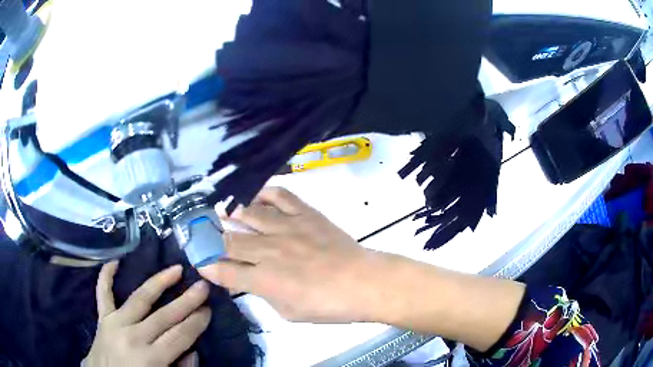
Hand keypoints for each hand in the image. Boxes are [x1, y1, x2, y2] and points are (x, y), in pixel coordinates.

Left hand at [84, 262, 211, 366]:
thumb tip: (192, 350)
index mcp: (151, 358)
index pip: (180, 336)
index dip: (196, 323)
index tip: (208, 309)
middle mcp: (133, 336)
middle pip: (164, 316)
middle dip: (186, 301)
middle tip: (202, 285)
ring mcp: (115, 323)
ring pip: (140, 299)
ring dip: (159, 282)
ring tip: (175, 268)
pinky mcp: (102, 318)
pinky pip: (103, 293)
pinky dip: (106, 276)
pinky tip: (114, 261)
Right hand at [199, 187, 390, 322]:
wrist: (362, 282)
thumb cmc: (326, 305)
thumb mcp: (288, 311)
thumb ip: (264, 294)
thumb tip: (249, 281)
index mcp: (263, 279)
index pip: (224, 270)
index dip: (207, 265)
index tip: (199, 261)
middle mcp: (268, 250)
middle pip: (230, 240)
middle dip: (212, 239)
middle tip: (204, 234)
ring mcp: (286, 228)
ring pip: (249, 214)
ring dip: (232, 214)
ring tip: (223, 213)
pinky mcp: (305, 214)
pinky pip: (280, 195)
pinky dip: (265, 192)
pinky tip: (256, 196)